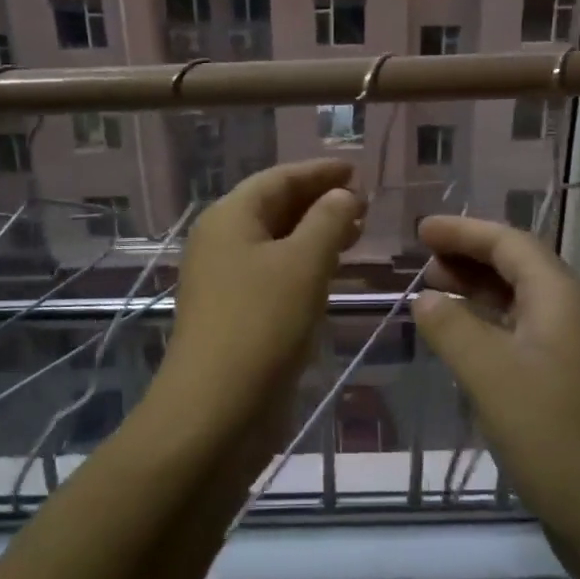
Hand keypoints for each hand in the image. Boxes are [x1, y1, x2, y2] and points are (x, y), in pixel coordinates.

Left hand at [152, 160, 363, 444]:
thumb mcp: (304, 262)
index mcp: (230, 217)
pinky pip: (274, 272)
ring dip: (314, 232)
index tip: (355, 169)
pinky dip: (304, 263)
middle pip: (274, 206)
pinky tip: (331, 271)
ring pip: (276, 241)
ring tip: (356, 232)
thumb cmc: (262, 323)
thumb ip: (328, 220)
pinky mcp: (236, 312)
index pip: (278, 178)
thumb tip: (342, 195)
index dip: (318, 172)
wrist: (217, 409)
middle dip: (318, 201)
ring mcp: (225, 278)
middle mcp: (222, 241)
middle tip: (362, 202)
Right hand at [410, 215, 579, 578]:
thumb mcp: (491, 374)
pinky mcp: (567, 386)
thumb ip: (452, 327)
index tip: (421, 229)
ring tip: (433, 293)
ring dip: (477, 291)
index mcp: (560, 296)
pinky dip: (487, 327)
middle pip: (517, 266)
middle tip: (422, 260)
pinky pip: (520, 336)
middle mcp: (571, 314)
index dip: (463, 230)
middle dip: (469, 257)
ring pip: (518, 302)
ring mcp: (572, 352)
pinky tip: (461, 343)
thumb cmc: (555, 436)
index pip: (509, 242)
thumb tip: (426, 298)